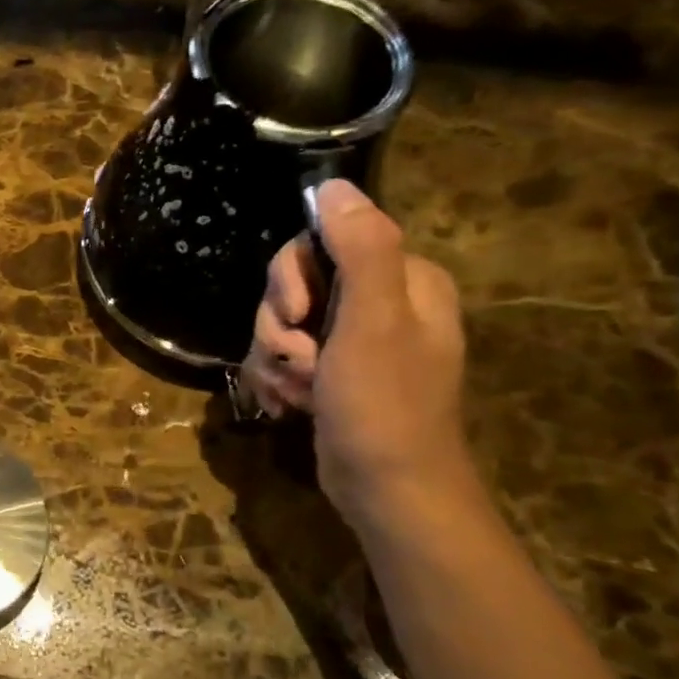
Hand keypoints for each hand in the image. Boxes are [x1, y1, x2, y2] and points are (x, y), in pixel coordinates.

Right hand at [240, 180, 470, 521]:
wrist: (389, 492)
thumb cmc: (385, 405)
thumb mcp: (374, 322)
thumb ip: (361, 248)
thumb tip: (334, 185)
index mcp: (402, 279)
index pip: (321, 243)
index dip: (291, 278)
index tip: (294, 314)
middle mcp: (381, 302)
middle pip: (295, 285)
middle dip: (280, 326)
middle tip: (298, 360)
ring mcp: (354, 341)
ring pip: (282, 324)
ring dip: (276, 358)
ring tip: (296, 391)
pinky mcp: (332, 374)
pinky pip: (285, 356)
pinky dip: (278, 379)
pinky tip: (287, 404)